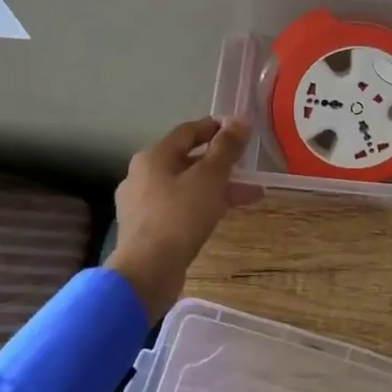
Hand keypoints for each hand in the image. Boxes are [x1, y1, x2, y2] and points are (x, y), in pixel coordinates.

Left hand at [107, 118, 261, 317]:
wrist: (147, 271)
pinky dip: (203, 206)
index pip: (187, 132)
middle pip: (186, 160)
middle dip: (220, 163)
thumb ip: (226, 148)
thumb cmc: (179, 216)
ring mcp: (142, 205)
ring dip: (217, 187)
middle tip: (247, 166)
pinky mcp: (147, 230)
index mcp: (152, 157)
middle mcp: (142, 176)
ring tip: (249, 195)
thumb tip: (240, 120)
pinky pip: (180, 208)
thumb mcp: (210, 178)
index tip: (239, 130)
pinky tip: (223, 215)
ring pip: (186, 187)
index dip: (215, 128)